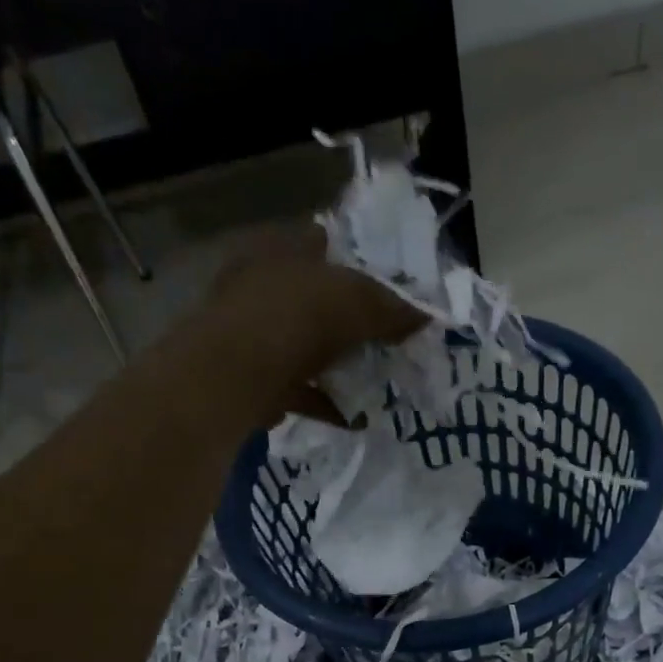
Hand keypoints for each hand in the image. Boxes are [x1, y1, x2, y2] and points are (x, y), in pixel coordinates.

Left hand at [203, 224, 428, 416]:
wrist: (234, 376)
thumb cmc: (296, 318)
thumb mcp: (357, 302)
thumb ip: (394, 307)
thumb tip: (428, 315)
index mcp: (282, 248)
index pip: (326, 242)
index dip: (360, 261)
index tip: (391, 288)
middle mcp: (262, 285)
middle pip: (317, 299)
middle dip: (352, 320)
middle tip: (388, 339)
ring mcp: (253, 334)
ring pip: (307, 346)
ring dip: (340, 365)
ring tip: (377, 382)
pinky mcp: (252, 378)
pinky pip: (299, 389)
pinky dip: (327, 403)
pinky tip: (356, 419)